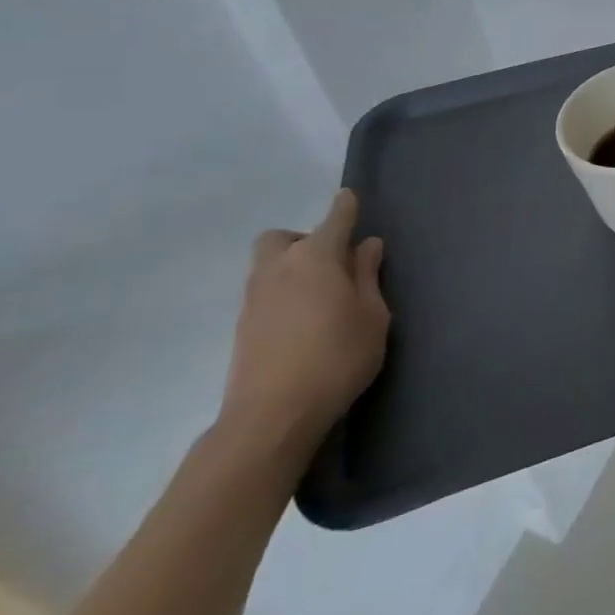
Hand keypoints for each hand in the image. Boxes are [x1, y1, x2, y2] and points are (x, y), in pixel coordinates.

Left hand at [218, 189, 388, 457]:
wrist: (272, 416)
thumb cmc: (337, 356)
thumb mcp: (372, 315)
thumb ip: (367, 276)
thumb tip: (366, 246)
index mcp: (317, 257)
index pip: (334, 219)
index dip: (345, 207)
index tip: (349, 198)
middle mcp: (279, 268)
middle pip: (283, 238)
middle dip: (305, 239)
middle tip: (332, 263)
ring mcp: (254, 298)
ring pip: (269, 265)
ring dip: (293, 267)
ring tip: (322, 295)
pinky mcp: (243, 327)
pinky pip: (265, 292)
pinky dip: (283, 292)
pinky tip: (305, 319)